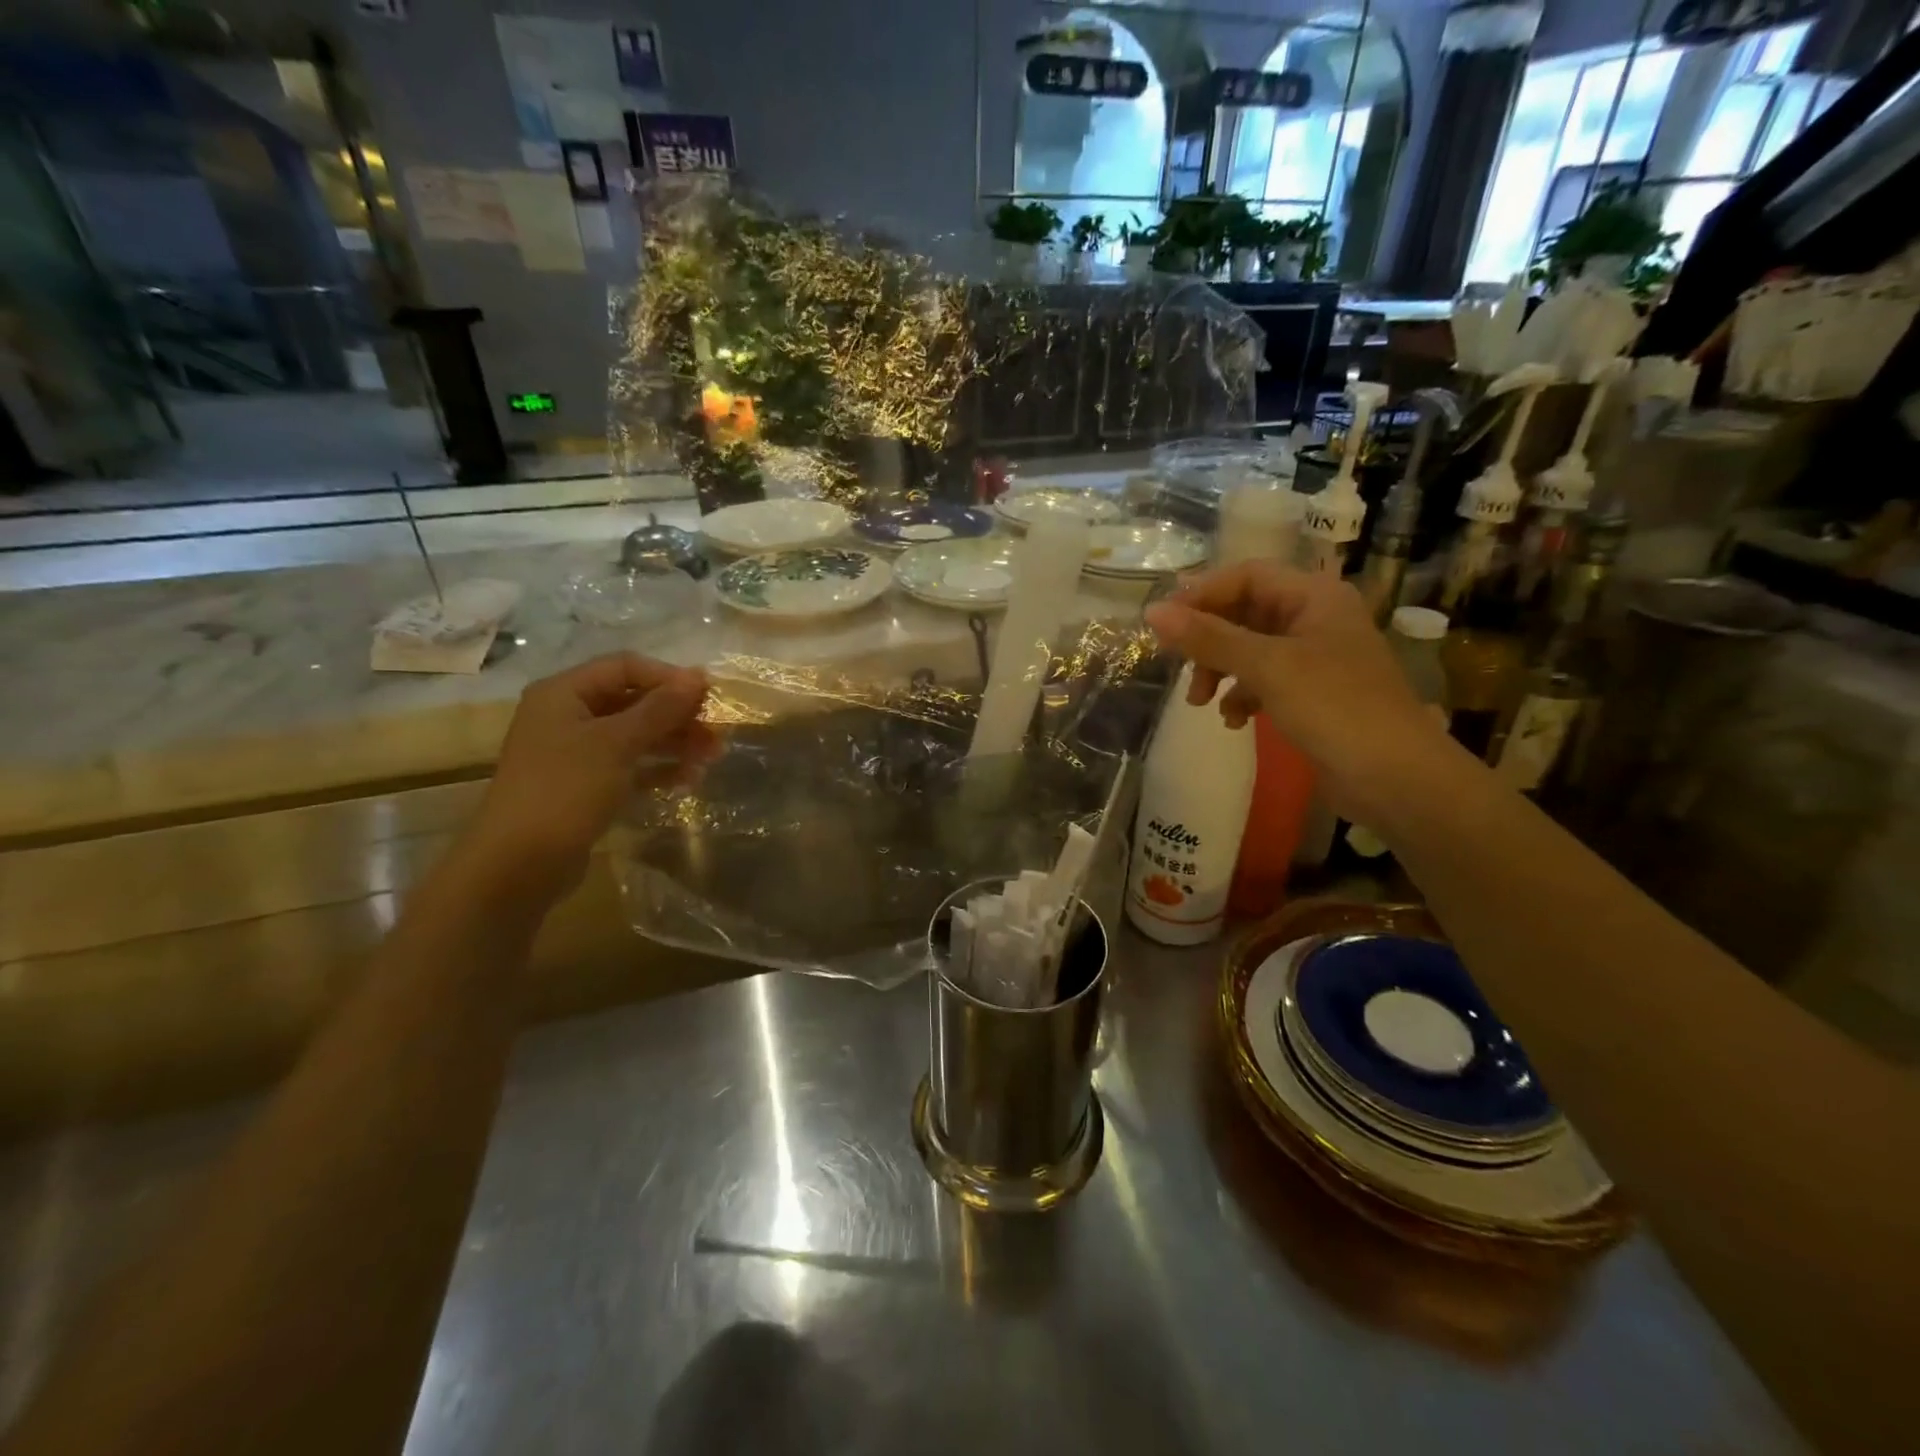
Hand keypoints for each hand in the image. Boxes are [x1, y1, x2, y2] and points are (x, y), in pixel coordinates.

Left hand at [460, 654, 714, 904]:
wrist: (519, 864)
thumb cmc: (565, 790)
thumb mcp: (617, 743)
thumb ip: (660, 709)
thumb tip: (698, 676)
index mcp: (564, 693)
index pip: (624, 667)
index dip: (668, 677)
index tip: (708, 695)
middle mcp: (568, 716)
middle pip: (633, 701)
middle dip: (677, 714)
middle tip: (717, 730)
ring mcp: (576, 753)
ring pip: (635, 735)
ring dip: (675, 741)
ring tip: (713, 755)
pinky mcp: (587, 786)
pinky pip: (630, 766)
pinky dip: (659, 768)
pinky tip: (689, 778)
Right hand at [1144, 563, 1453, 823]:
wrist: (1396, 778)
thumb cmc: (1335, 708)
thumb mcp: (1267, 667)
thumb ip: (1208, 638)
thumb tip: (1152, 612)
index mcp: (1314, 596)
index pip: (1246, 575)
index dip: (1202, 594)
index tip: (1164, 625)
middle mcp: (1315, 618)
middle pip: (1244, 612)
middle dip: (1208, 640)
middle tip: (1179, 667)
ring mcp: (1315, 657)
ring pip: (1249, 649)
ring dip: (1219, 671)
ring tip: (1202, 704)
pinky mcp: (1312, 693)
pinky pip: (1263, 680)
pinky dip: (1242, 695)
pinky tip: (1234, 721)